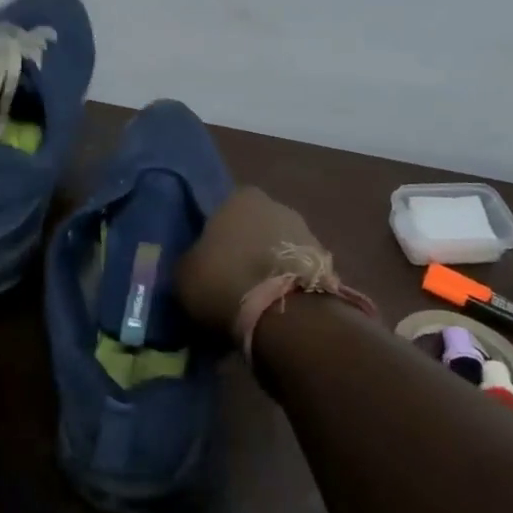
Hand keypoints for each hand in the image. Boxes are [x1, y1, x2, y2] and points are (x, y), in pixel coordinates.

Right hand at [177, 186, 320, 334]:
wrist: (283, 314)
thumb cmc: (224, 280)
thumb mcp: (185, 272)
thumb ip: (191, 259)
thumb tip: (196, 263)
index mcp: (239, 198)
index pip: (222, 210)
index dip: (215, 236)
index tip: (209, 260)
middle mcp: (277, 205)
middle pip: (254, 226)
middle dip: (246, 248)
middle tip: (230, 279)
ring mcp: (307, 233)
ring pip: (278, 248)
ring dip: (269, 266)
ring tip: (254, 298)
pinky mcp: (327, 264)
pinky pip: (297, 271)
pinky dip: (287, 284)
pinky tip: (275, 307)